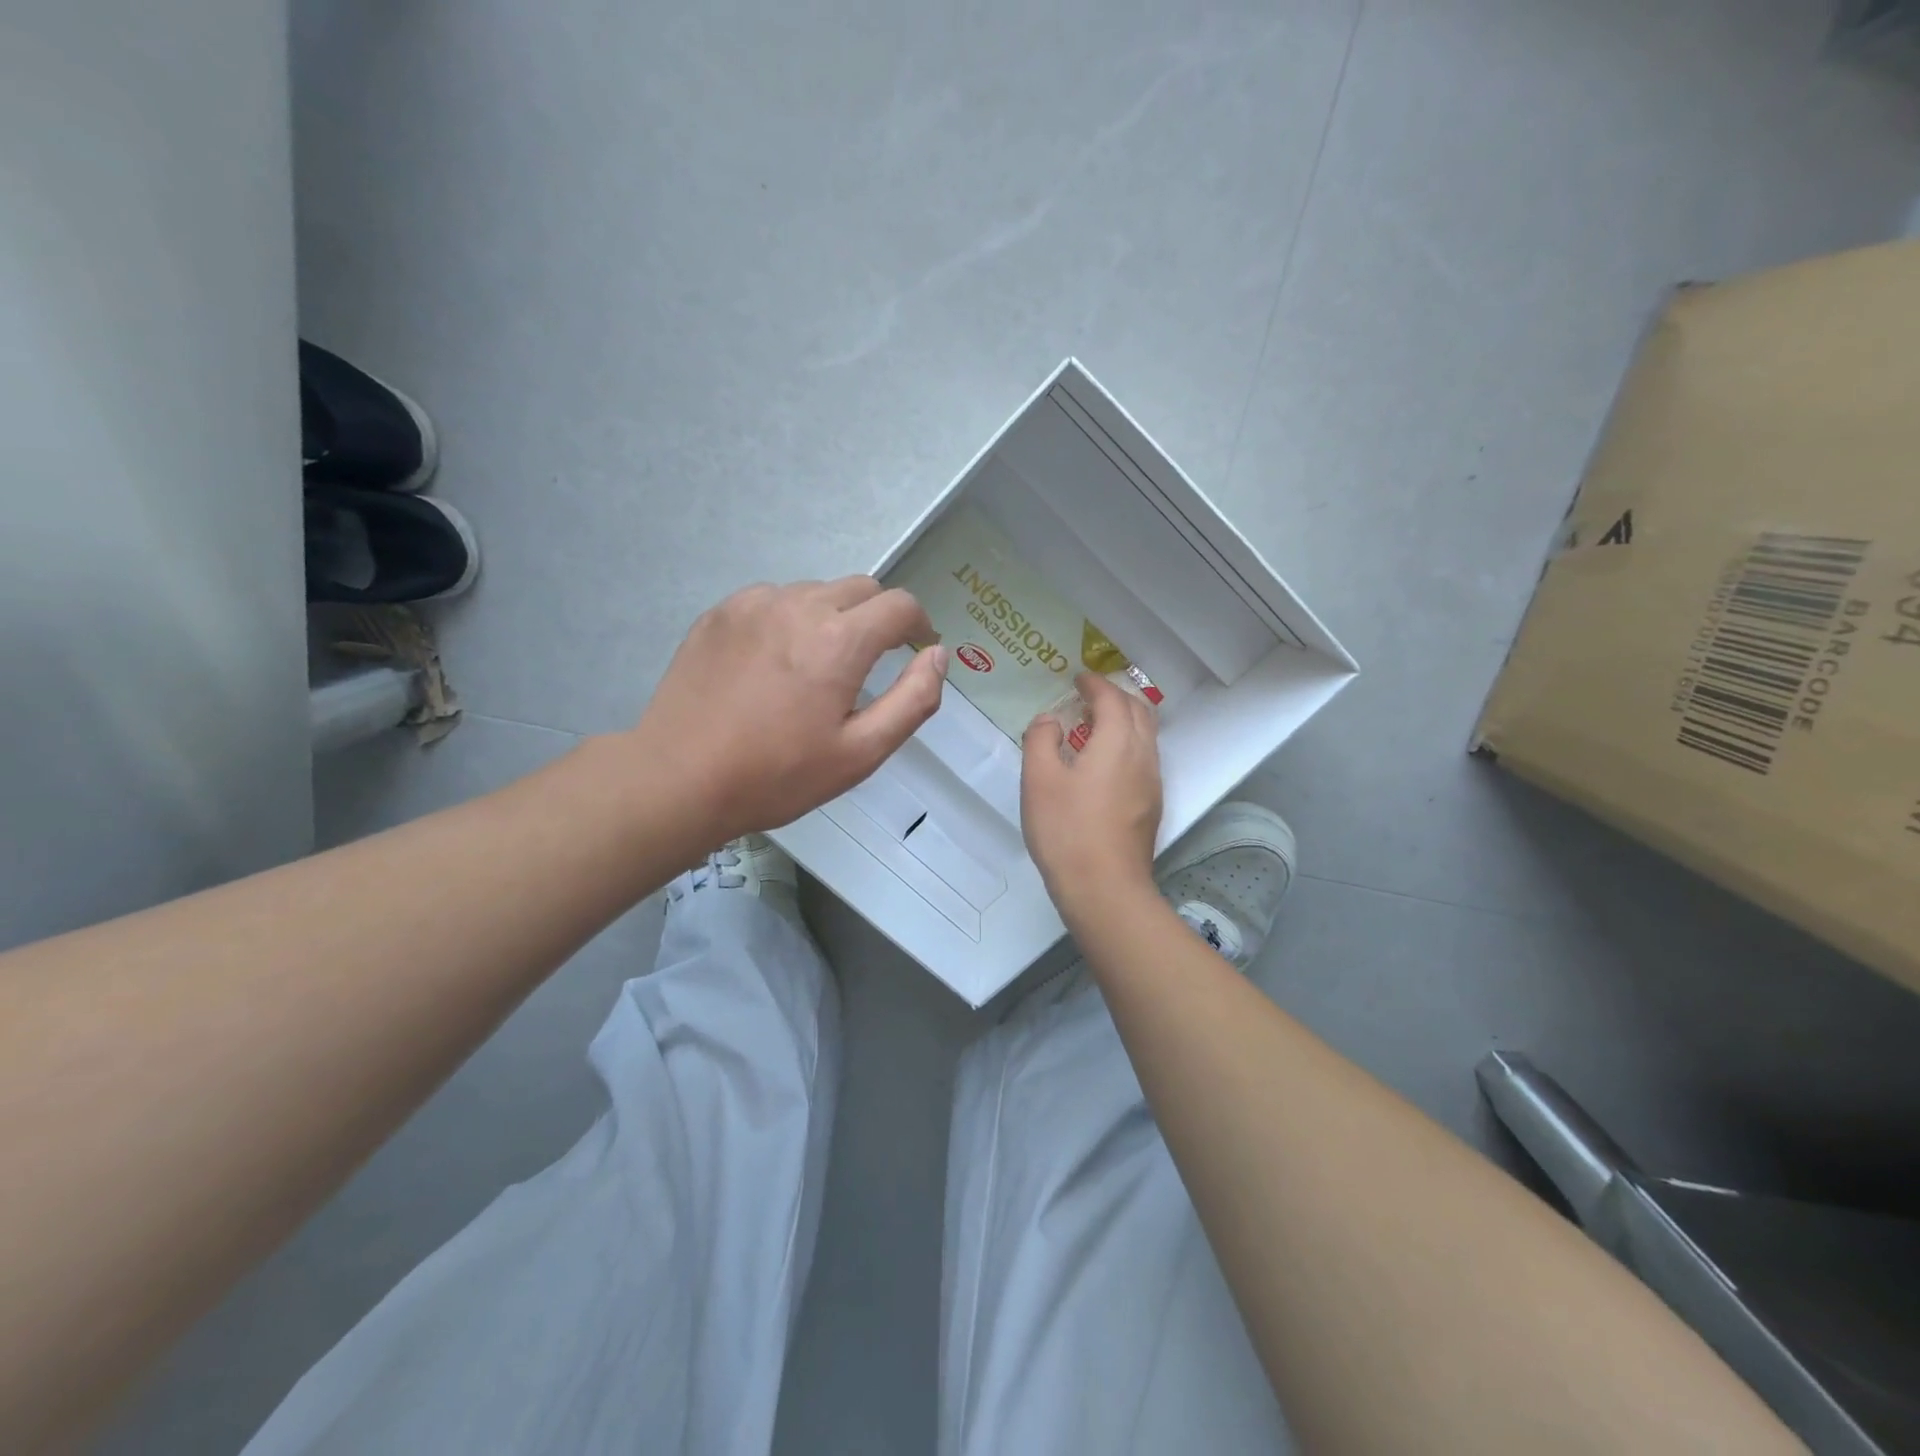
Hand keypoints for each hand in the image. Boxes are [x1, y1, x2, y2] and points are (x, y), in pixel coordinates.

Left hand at [632, 577, 946, 840]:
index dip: (919, 625)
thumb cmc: (777, 775)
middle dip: (879, 617)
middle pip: (861, 589)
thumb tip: (937, 655)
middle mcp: (798, 605)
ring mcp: (752, 604)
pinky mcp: (719, 613)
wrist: (678, 778)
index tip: (917, 649)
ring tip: (817, 666)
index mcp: (838, 640)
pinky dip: (790, 619)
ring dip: (833, 617)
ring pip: (816, 591)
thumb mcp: (861, 753)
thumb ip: (913, 700)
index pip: (900, 605)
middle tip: (871, 662)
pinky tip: (773, 663)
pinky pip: (773, 600)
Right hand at [1021, 672, 1162, 918]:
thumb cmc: (1066, 829)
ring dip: (1125, 720)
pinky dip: (1128, 744)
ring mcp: (1152, 782)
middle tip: (1089, 697)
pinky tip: (1105, 763)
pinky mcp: (1152, 805)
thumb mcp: (1038, 779)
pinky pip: (1145, 758)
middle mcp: (1143, 755)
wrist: (1104, 888)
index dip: (1095, 684)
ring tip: (1096, 726)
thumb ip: (1041, 739)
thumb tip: (1050, 720)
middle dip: (1116, 696)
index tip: (1078, 678)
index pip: (1112, 698)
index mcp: (1117, 741)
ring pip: (1147, 735)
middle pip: (1139, 710)